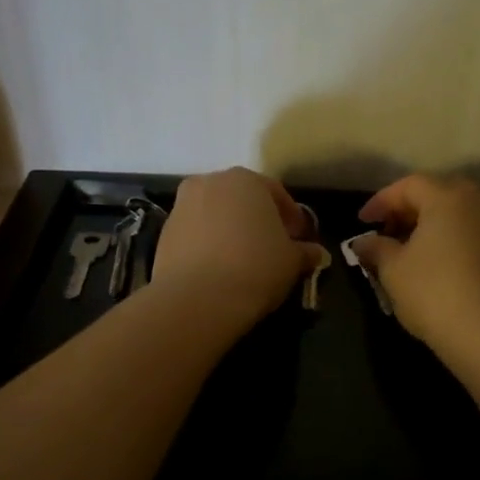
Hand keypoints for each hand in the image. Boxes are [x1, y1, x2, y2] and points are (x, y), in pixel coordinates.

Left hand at [153, 168, 323, 326]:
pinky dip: (208, 246)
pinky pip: (195, 235)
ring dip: (230, 232)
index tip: (300, 239)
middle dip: (258, 220)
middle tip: (272, 248)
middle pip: (241, 200)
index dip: (291, 218)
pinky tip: (219, 271)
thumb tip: (316, 253)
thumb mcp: (292, 261)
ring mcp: (182, 206)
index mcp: (245, 180)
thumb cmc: (255, 268)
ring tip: (243, 262)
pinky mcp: (164, 234)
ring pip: (215, 216)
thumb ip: (305, 252)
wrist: (197, 299)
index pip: (276, 193)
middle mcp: (209, 183)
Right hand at [356, 174, 479, 356]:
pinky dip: (448, 238)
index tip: (362, 222)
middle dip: (408, 208)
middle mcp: (477, 204)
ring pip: (456, 212)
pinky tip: (431, 262)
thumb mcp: (392, 269)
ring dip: (429, 223)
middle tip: (387, 229)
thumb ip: (376, 248)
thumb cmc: (432, 292)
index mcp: (447, 198)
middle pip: (437, 192)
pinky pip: (470, 232)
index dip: (381, 201)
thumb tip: (363, 242)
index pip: (409, 185)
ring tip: (406, 248)